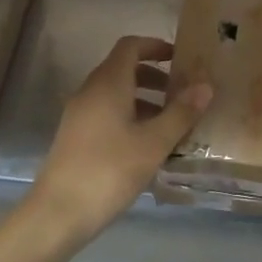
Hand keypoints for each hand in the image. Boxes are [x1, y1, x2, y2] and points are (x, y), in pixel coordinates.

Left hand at [28, 36, 213, 247]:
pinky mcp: (75, 136)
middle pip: (124, 68)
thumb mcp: (153, 143)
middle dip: (155, 76)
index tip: (180, 59)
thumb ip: (181, 112)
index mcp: (109, 83)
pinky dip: (129, 116)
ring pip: (116, 93)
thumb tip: (205, 85)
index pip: (131, 45)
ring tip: (171, 122)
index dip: (156, 46)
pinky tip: (146, 145)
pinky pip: (106, 112)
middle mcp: (91, 91)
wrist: (56, 215)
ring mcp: (79, 114)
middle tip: (181, 93)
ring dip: (144, 99)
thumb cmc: (109, 171)